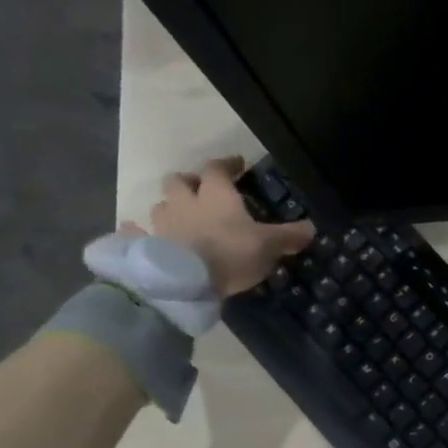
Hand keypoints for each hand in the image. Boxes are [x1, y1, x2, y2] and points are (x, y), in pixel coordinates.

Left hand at [128, 157, 312, 296]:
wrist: (185, 283)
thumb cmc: (231, 254)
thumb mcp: (269, 246)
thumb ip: (289, 236)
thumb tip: (312, 227)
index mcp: (216, 195)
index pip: (218, 168)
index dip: (227, 164)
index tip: (236, 165)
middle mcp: (185, 202)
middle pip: (178, 181)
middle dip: (189, 182)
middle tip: (200, 189)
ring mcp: (161, 223)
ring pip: (160, 205)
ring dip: (169, 206)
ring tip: (180, 216)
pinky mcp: (144, 245)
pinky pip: (135, 232)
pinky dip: (137, 231)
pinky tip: (139, 234)